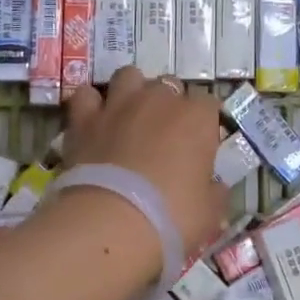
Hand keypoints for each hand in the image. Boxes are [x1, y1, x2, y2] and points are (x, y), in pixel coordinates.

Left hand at [61, 67, 226, 260]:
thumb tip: (215, 186)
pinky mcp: (84, 118)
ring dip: (132, 92)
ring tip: (130, 119)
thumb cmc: (172, 217)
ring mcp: (119, 104)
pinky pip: (86, 96)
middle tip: (164, 137)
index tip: (200, 147)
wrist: (111, 223)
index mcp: (197, 118)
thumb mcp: (210, 213)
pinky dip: (91, 105)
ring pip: (129, 76)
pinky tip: (94, 123)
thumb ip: (214, 191)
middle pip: (169, 86)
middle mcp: (159, 100)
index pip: (209, 104)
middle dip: (169, 105)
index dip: (204, 124)